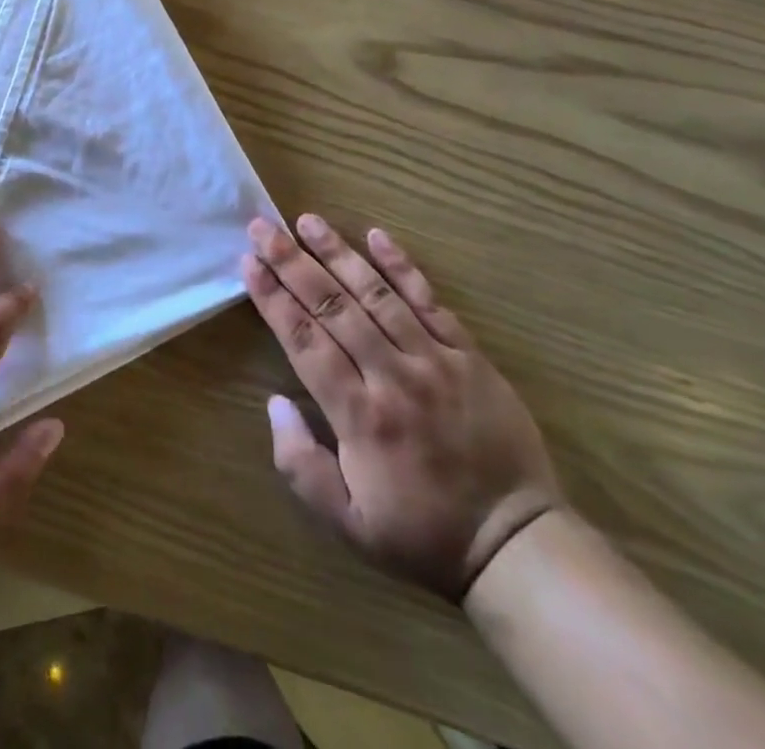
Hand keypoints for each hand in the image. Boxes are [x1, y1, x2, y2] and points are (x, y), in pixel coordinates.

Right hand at [243, 215, 559, 602]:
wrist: (517, 544)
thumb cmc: (422, 533)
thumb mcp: (348, 525)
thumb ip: (301, 466)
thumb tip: (275, 403)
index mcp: (360, 416)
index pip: (305, 341)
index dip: (273, 299)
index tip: (248, 263)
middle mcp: (392, 377)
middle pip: (333, 307)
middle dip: (292, 262)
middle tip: (263, 228)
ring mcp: (434, 361)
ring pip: (377, 295)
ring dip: (338, 254)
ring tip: (308, 221)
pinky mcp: (469, 355)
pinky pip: (431, 302)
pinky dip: (402, 267)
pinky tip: (377, 236)